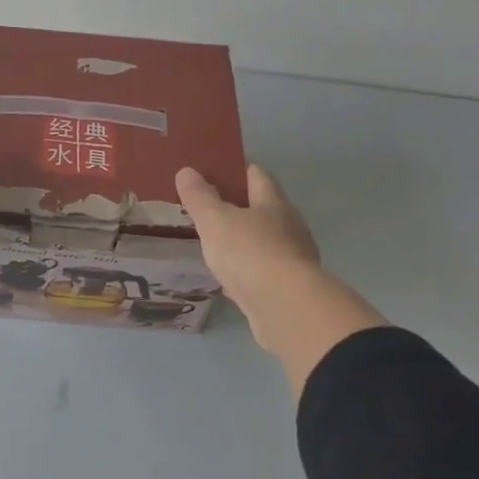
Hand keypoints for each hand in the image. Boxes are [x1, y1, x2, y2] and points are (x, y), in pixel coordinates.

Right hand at [176, 164, 386, 395]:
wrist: (286, 308)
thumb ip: (200, 197)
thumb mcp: (215, 220)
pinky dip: (246, 272)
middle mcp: (289, 227)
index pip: (257, 175)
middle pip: (263, 209)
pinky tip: (228, 280)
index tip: (214, 170)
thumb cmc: (250, 253)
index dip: (236, 170)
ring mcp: (292, 260)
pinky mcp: (288, 290)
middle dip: (238, 207)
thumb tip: (187, 170)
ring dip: (243, 242)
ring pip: (263, 243)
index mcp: (274, 204)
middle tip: (207, 209)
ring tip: (215, 244)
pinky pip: (263, 273)